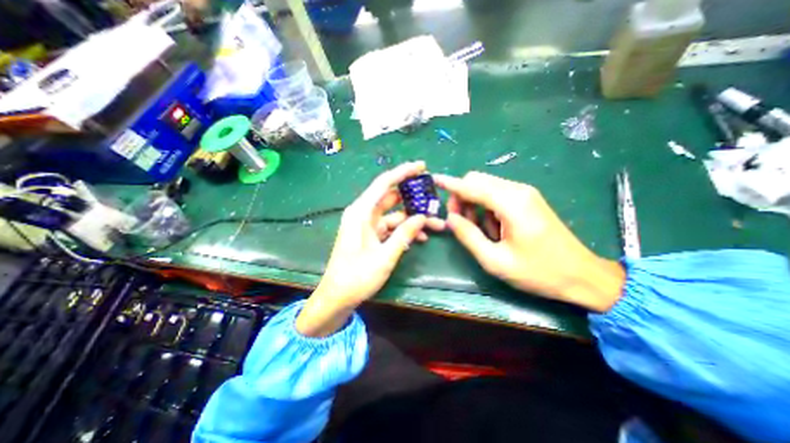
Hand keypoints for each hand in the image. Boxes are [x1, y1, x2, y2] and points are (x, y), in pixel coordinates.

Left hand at [296, 160, 442, 336]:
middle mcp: (363, 214)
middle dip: (414, 199)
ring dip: (413, 219)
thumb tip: (422, 217)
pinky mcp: (371, 235)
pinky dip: (405, 230)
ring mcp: (367, 225)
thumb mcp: (385, 256)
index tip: (422, 166)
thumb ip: (404, 234)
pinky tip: (421, 237)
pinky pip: (391, 227)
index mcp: (361, 212)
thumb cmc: (357, 277)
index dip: (403, 172)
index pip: (384, 183)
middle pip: (392, 198)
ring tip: (436, 224)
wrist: (337, 297)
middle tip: (435, 199)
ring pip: (394, 214)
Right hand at [432, 170, 622, 311]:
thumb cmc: (538, 272)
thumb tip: (450, 218)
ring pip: (485, 186)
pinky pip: (496, 194)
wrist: (582, 276)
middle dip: (461, 197)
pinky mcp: (527, 199)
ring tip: (478, 229)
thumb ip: (468, 236)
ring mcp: (524, 193)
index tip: (434, 180)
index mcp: (511, 203)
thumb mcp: (495, 260)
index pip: (471, 186)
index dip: (450, 184)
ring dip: (473, 203)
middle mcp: (517, 190)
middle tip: (458, 221)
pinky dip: (486, 206)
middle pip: (477, 180)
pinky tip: (493, 227)